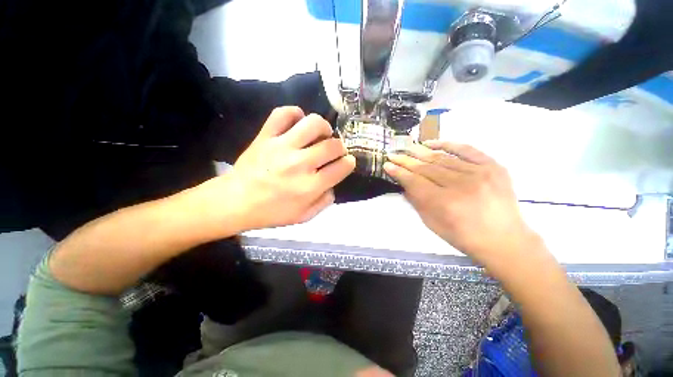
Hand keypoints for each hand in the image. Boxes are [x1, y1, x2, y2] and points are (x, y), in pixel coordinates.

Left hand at [197, 107, 354, 232]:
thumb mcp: (304, 217)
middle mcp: (300, 164)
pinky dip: (295, 113)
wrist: (235, 202)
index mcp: (310, 187)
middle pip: (332, 145)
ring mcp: (282, 147)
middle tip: (335, 151)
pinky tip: (298, 122)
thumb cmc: (271, 212)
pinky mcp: (266, 136)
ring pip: (313, 124)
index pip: (341, 167)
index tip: (347, 161)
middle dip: (340, 147)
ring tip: (321, 134)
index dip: (349, 163)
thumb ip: (324, 202)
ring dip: (323, 127)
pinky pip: (283, 114)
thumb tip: (333, 185)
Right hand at [384, 140, 539, 267]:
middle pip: (426, 168)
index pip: (415, 181)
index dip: (399, 172)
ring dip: (421, 152)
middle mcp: (461, 185)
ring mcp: (479, 173)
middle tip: (394, 154)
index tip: (388, 164)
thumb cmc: (464, 237)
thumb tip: (404, 184)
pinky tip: (432, 143)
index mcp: (445, 203)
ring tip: (408, 148)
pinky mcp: (493, 167)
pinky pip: (467, 149)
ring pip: (442, 158)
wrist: (505, 240)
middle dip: (406, 160)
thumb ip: (417, 202)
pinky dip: (447, 144)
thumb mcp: (433, 224)